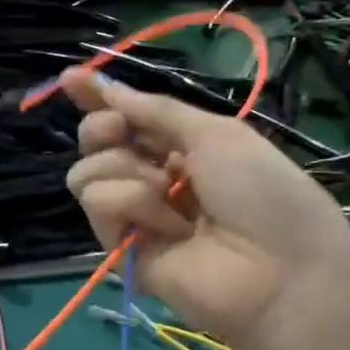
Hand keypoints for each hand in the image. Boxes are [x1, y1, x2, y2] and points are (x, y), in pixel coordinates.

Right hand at [62, 68, 349, 345]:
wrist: (278, 271)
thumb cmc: (261, 192)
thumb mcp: (216, 134)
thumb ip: (156, 111)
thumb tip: (109, 89)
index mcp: (182, 148)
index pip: (128, 118)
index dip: (98, 97)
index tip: (70, 78)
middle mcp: (153, 177)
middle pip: (96, 143)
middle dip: (101, 127)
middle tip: (118, 129)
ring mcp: (135, 214)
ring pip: (88, 172)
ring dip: (124, 169)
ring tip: (165, 189)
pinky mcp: (121, 247)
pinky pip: (98, 203)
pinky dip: (131, 203)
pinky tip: (168, 225)